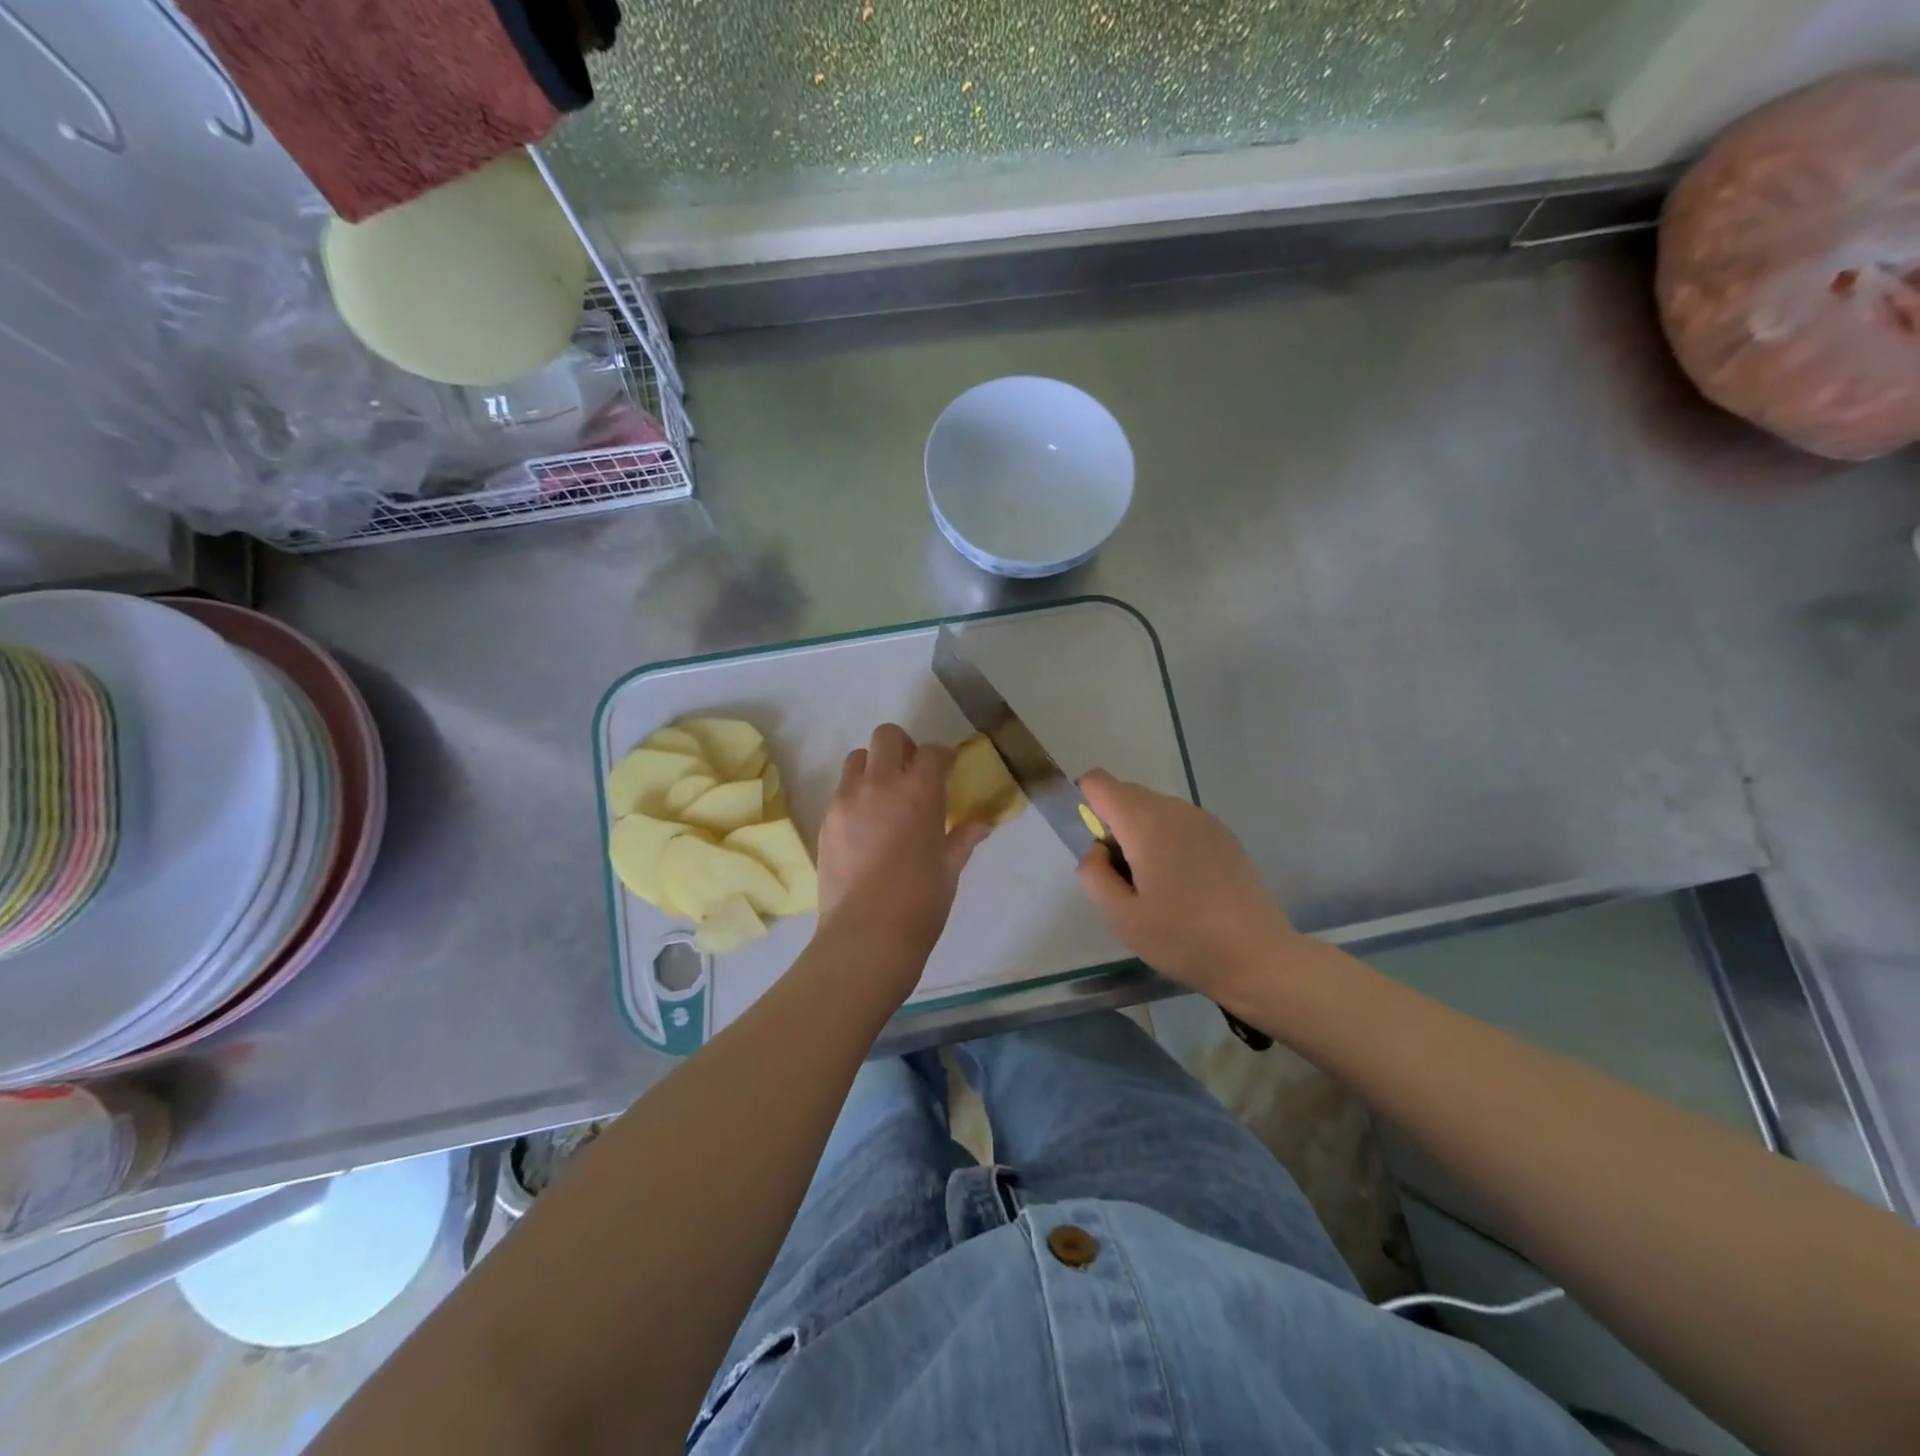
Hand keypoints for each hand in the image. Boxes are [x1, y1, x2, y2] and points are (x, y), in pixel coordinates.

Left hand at [817, 724, 990, 970]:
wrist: (866, 935)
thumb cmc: (920, 903)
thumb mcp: (949, 869)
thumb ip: (963, 838)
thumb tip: (983, 824)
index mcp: (919, 793)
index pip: (931, 752)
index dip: (941, 756)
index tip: (946, 769)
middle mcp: (880, 785)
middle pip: (887, 737)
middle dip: (902, 746)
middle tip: (911, 773)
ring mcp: (847, 801)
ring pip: (857, 759)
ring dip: (873, 767)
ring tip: (884, 797)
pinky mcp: (825, 821)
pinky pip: (841, 792)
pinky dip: (855, 796)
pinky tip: (865, 827)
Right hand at [1076, 769, 1304, 1005]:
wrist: (1258, 957)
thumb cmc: (1183, 939)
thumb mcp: (1121, 917)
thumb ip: (1093, 873)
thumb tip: (1097, 848)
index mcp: (1145, 823)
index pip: (1098, 783)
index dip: (1086, 807)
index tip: (1099, 850)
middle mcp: (1174, 809)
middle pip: (1126, 794)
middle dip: (1114, 825)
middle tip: (1128, 878)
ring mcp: (1204, 818)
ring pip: (1154, 808)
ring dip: (1142, 833)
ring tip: (1159, 885)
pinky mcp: (1224, 833)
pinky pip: (1179, 821)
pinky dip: (1168, 839)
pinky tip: (1186, 884)